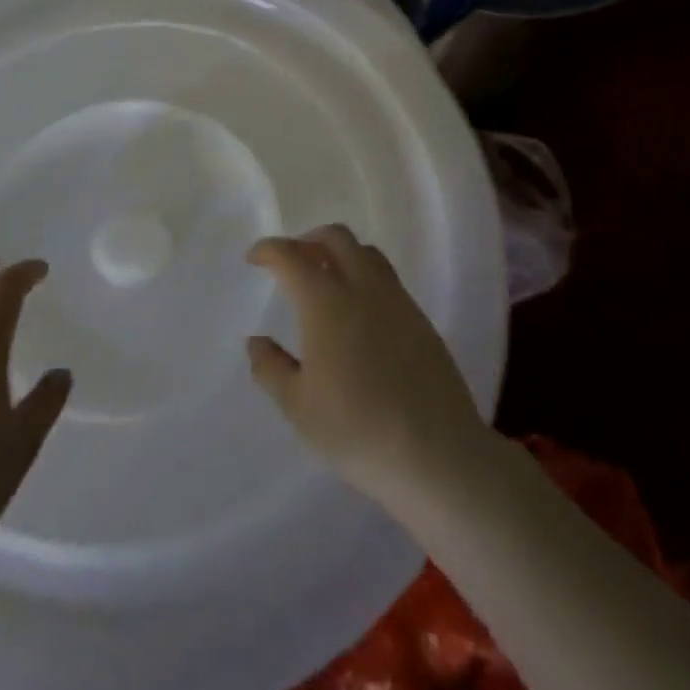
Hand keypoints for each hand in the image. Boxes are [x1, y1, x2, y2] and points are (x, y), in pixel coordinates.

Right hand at [245, 226, 490, 509]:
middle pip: (335, 237)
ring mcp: (397, 299)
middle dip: (307, 239)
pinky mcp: (420, 318)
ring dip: (340, 251)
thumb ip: (271, 368)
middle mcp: (363, 287)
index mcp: (326, 302)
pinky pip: (387, 277)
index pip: (292, 256)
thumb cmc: (356, 429)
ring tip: (325, 278)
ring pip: (366, 252)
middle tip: (290, 261)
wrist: (435, 452)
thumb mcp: (298, 407)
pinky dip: (364, 274)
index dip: (269, 249)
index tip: (254, 258)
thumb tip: (256, 341)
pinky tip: (359, 309)